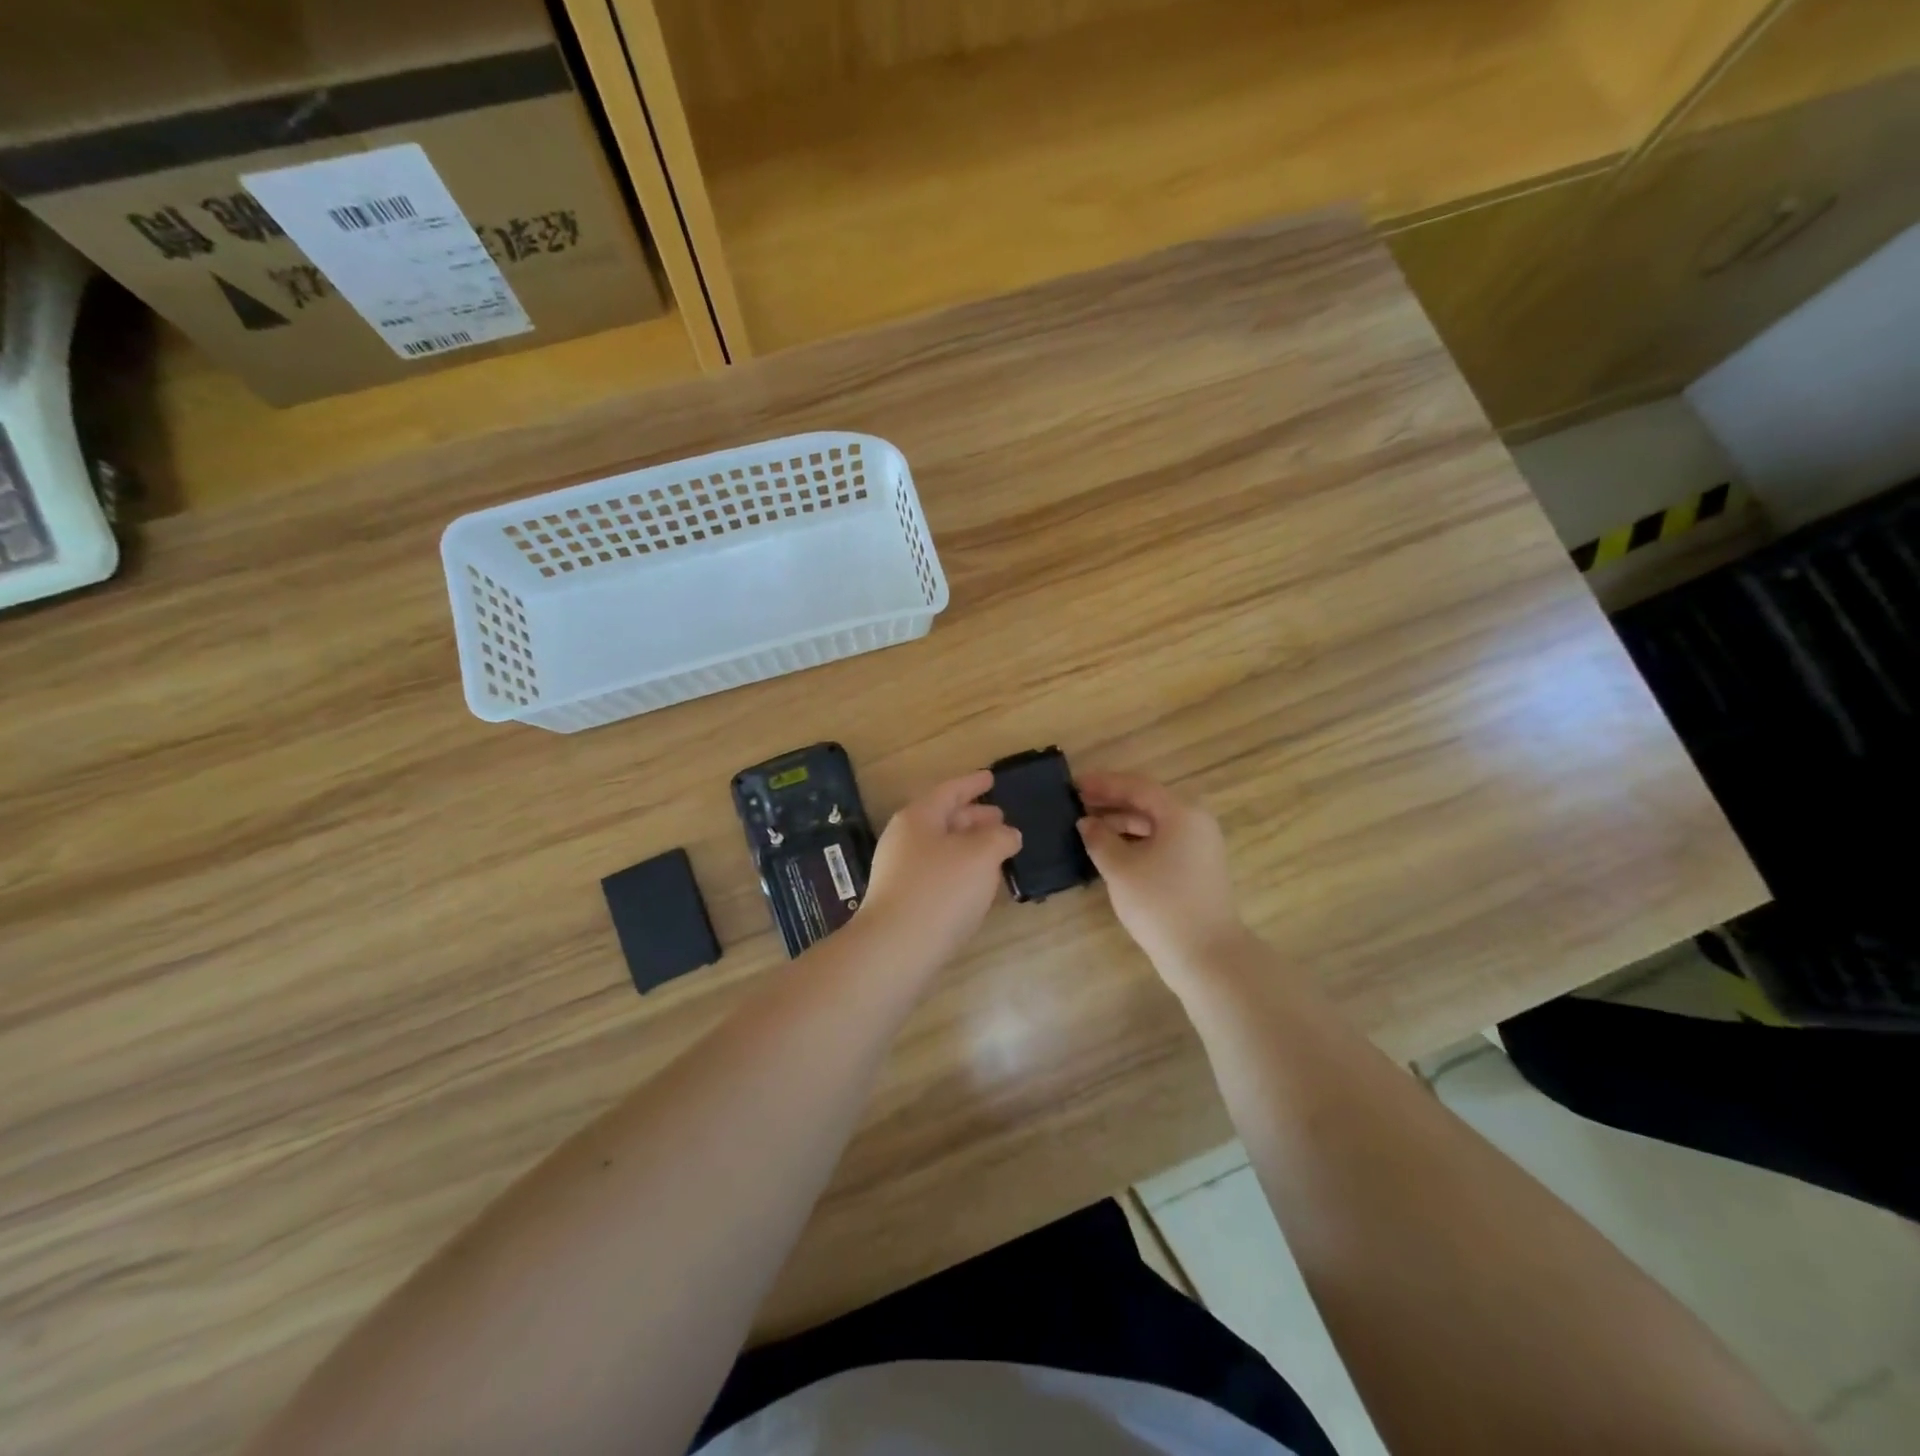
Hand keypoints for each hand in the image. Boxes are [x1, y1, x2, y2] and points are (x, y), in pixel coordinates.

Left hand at [858, 770, 1021, 966]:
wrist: (896, 949)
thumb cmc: (941, 890)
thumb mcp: (981, 855)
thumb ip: (999, 838)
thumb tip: (1008, 834)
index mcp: (919, 817)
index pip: (950, 790)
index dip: (973, 783)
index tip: (991, 777)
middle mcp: (905, 839)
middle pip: (943, 819)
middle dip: (974, 817)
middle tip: (1001, 818)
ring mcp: (900, 871)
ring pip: (941, 848)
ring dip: (969, 846)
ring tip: (996, 851)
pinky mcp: (904, 901)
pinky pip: (937, 873)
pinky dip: (960, 870)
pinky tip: (978, 884)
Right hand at [1076, 771, 1247, 969]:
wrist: (1206, 955)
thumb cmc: (1161, 904)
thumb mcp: (1121, 869)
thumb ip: (1099, 839)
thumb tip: (1087, 823)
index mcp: (1181, 814)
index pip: (1137, 786)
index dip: (1104, 784)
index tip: (1074, 785)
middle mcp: (1195, 823)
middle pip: (1148, 802)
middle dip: (1111, 802)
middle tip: (1077, 803)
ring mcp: (1200, 847)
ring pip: (1155, 824)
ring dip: (1122, 822)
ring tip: (1089, 827)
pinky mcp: (1197, 868)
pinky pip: (1162, 842)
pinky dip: (1136, 841)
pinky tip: (1112, 850)